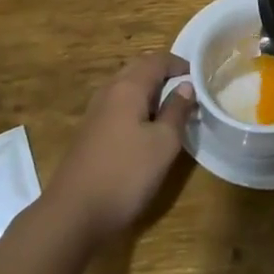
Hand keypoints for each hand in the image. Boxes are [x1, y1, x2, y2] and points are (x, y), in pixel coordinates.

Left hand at [41, 52, 194, 250]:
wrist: (73, 213)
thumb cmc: (125, 174)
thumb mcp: (163, 144)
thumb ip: (176, 111)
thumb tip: (186, 86)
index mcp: (128, 87)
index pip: (157, 60)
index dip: (180, 64)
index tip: (200, 77)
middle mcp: (109, 91)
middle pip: (139, 69)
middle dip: (164, 75)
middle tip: (187, 91)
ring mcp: (95, 111)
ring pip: (126, 88)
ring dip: (149, 91)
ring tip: (169, 109)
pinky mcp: (89, 132)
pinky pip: (117, 105)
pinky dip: (136, 106)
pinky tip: (145, 129)